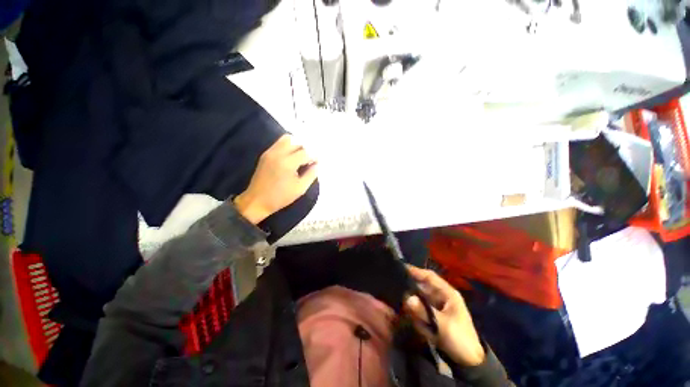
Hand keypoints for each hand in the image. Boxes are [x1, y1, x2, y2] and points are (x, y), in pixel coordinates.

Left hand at [234, 135, 317, 223]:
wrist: (256, 201)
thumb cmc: (280, 197)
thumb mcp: (300, 188)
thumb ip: (311, 174)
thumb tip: (317, 164)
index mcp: (288, 163)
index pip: (306, 152)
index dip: (314, 156)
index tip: (317, 163)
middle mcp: (278, 153)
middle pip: (297, 142)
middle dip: (306, 149)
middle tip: (310, 159)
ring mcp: (270, 152)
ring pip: (287, 139)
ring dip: (297, 145)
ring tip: (301, 156)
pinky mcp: (266, 154)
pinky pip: (280, 143)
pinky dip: (289, 146)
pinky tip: (292, 157)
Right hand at [404, 265, 485, 366]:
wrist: (468, 362)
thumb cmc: (459, 339)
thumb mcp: (442, 325)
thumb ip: (424, 311)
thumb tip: (407, 298)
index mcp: (448, 293)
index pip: (430, 276)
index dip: (416, 271)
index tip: (401, 268)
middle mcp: (441, 296)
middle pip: (422, 286)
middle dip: (411, 288)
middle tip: (396, 289)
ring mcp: (436, 306)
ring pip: (419, 298)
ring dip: (412, 302)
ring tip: (401, 305)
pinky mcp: (433, 316)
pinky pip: (420, 309)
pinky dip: (414, 312)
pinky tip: (409, 317)